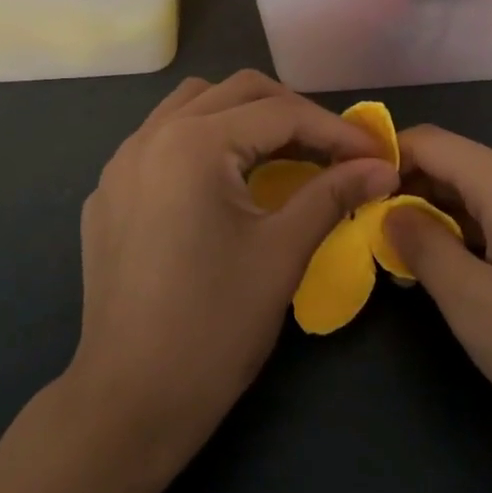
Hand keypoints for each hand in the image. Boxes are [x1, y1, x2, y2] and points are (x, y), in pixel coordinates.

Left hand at [71, 70, 399, 474]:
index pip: (281, 114)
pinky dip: (203, 142)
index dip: (337, 131)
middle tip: (333, 151)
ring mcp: (120, 164)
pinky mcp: (108, 195)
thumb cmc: (215, 326)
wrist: (130, 401)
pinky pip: (161, 141)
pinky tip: (223, 184)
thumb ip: (333, 194)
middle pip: (236, 91)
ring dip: (243, 117)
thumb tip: (383, 168)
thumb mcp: (283, 252)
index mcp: (193, 144)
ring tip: (282, 155)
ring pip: (192, 106)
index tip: (377, 154)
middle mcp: (150, 136)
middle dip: (293, 113)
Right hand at [383, 125, 491, 479]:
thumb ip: (421, 244)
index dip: (382, 156)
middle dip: (403, 188)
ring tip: (392, 253)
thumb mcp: (470, 301)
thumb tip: (388, 210)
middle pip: (451, 163)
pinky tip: (442, 270)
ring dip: (429, 214)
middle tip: (360, 229)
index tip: (342, 189)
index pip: (429, 141)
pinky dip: (460, 234)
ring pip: (471, 193)